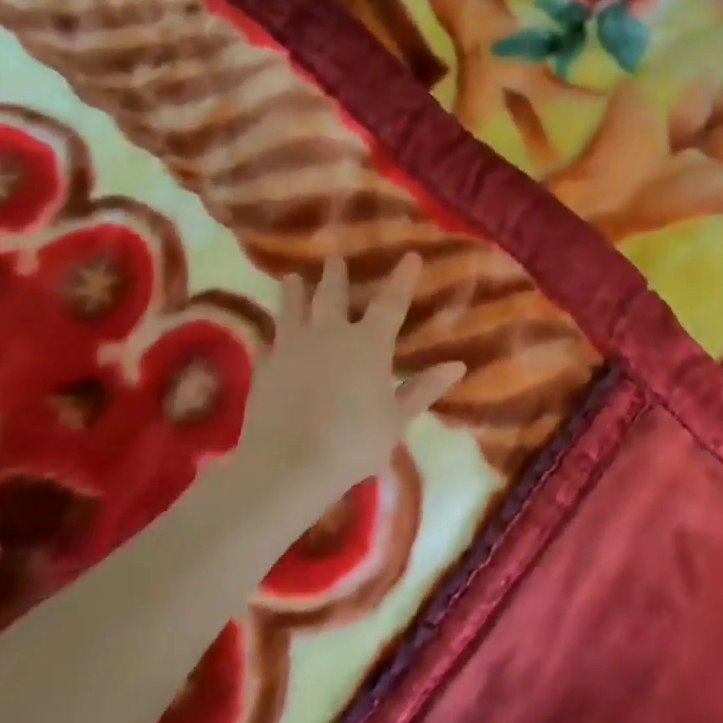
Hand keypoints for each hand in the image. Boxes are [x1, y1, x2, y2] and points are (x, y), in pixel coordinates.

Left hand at [234, 254, 463, 509]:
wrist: (286, 466)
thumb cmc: (354, 442)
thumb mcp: (397, 419)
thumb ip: (424, 389)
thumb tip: (458, 366)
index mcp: (369, 343)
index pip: (391, 301)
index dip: (402, 277)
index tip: (410, 256)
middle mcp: (330, 335)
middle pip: (332, 294)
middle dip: (335, 274)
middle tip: (334, 257)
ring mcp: (293, 348)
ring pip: (292, 308)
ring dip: (295, 291)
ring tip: (292, 277)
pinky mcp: (264, 367)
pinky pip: (270, 339)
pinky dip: (274, 331)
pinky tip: (272, 332)